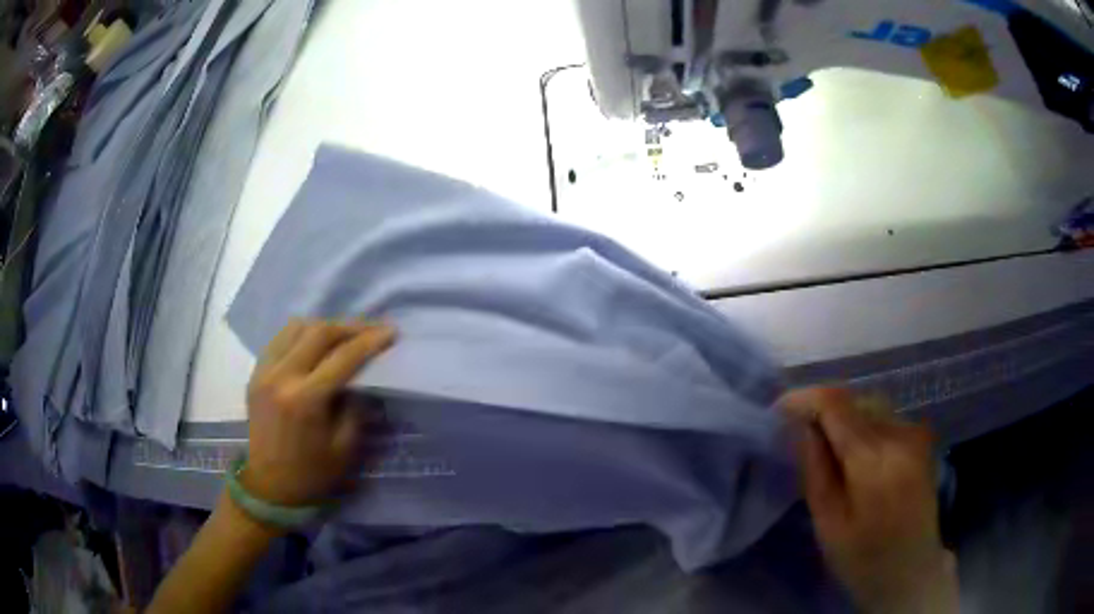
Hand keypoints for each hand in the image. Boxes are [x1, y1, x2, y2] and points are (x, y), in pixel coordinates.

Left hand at [242, 319, 395, 507]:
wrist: (270, 487)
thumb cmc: (311, 474)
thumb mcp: (345, 448)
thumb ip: (355, 408)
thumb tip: (362, 378)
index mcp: (305, 399)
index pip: (343, 357)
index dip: (370, 341)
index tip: (391, 332)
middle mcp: (282, 376)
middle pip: (319, 332)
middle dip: (350, 327)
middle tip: (371, 330)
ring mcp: (264, 371)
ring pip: (296, 327)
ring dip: (324, 326)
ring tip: (344, 335)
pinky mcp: (255, 373)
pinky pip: (280, 339)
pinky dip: (301, 334)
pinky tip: (315, 344)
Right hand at [780, 388, 957, 613]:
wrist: (913, 570)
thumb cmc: (864, 560)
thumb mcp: (828, 524)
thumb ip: (815, 470)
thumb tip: (800, 426)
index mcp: (876, 461)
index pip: (836, 404)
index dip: (804, 399)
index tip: (779, 411)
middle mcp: (901, 434)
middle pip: (854, 400)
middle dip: (822, 411)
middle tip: (798, 437)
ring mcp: (916, 433)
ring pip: (869, 406)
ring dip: (843, 419)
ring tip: (825, 448)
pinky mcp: (921, 438)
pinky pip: (884, 418)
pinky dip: (862, 427)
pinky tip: (854, 457)